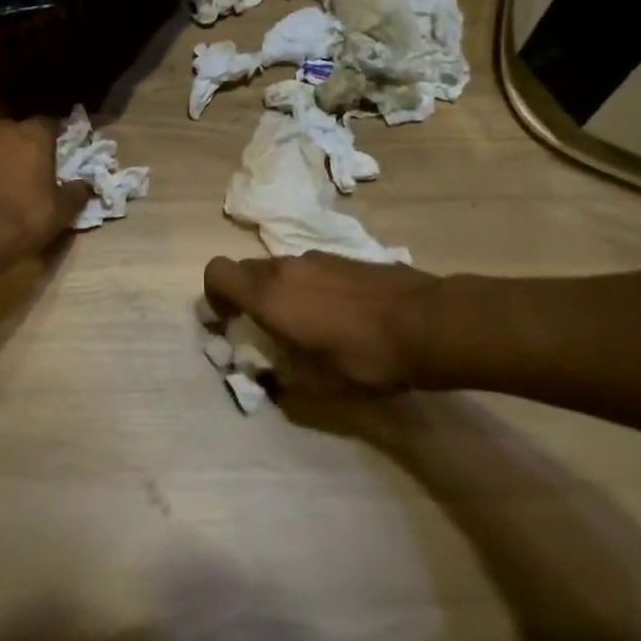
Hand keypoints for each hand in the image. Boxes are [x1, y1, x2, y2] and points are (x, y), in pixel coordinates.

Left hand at [0, 117, 92, 256]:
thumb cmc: (29, 212)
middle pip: (24, 130)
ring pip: (2, 142)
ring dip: (10, 154)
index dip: (60, 137)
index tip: (65, 152)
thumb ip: (78, 190)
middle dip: (32, 143)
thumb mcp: (64, 207)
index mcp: (35, 131)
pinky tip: (1, 186)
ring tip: (20, 176)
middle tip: (42, 165)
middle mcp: (6, 128)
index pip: (52, 123)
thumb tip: (84, 184)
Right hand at [203, 253, 439, 392]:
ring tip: (306, 328)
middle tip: (264, 332)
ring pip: (279, 269)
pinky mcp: (344, 257)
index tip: (227, 322)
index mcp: (269, 294)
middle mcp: (286, 266)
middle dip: (245, 297)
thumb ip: (282, 379)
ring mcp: (317, 257)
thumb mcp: (319, 384)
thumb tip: (268, 378)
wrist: (427, 323)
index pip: (217, 272)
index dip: (213, 295)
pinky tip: (338, 316)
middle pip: (247, 270)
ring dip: (279, 293)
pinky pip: (309, 269)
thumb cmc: (365, 358)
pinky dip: (307, 288)